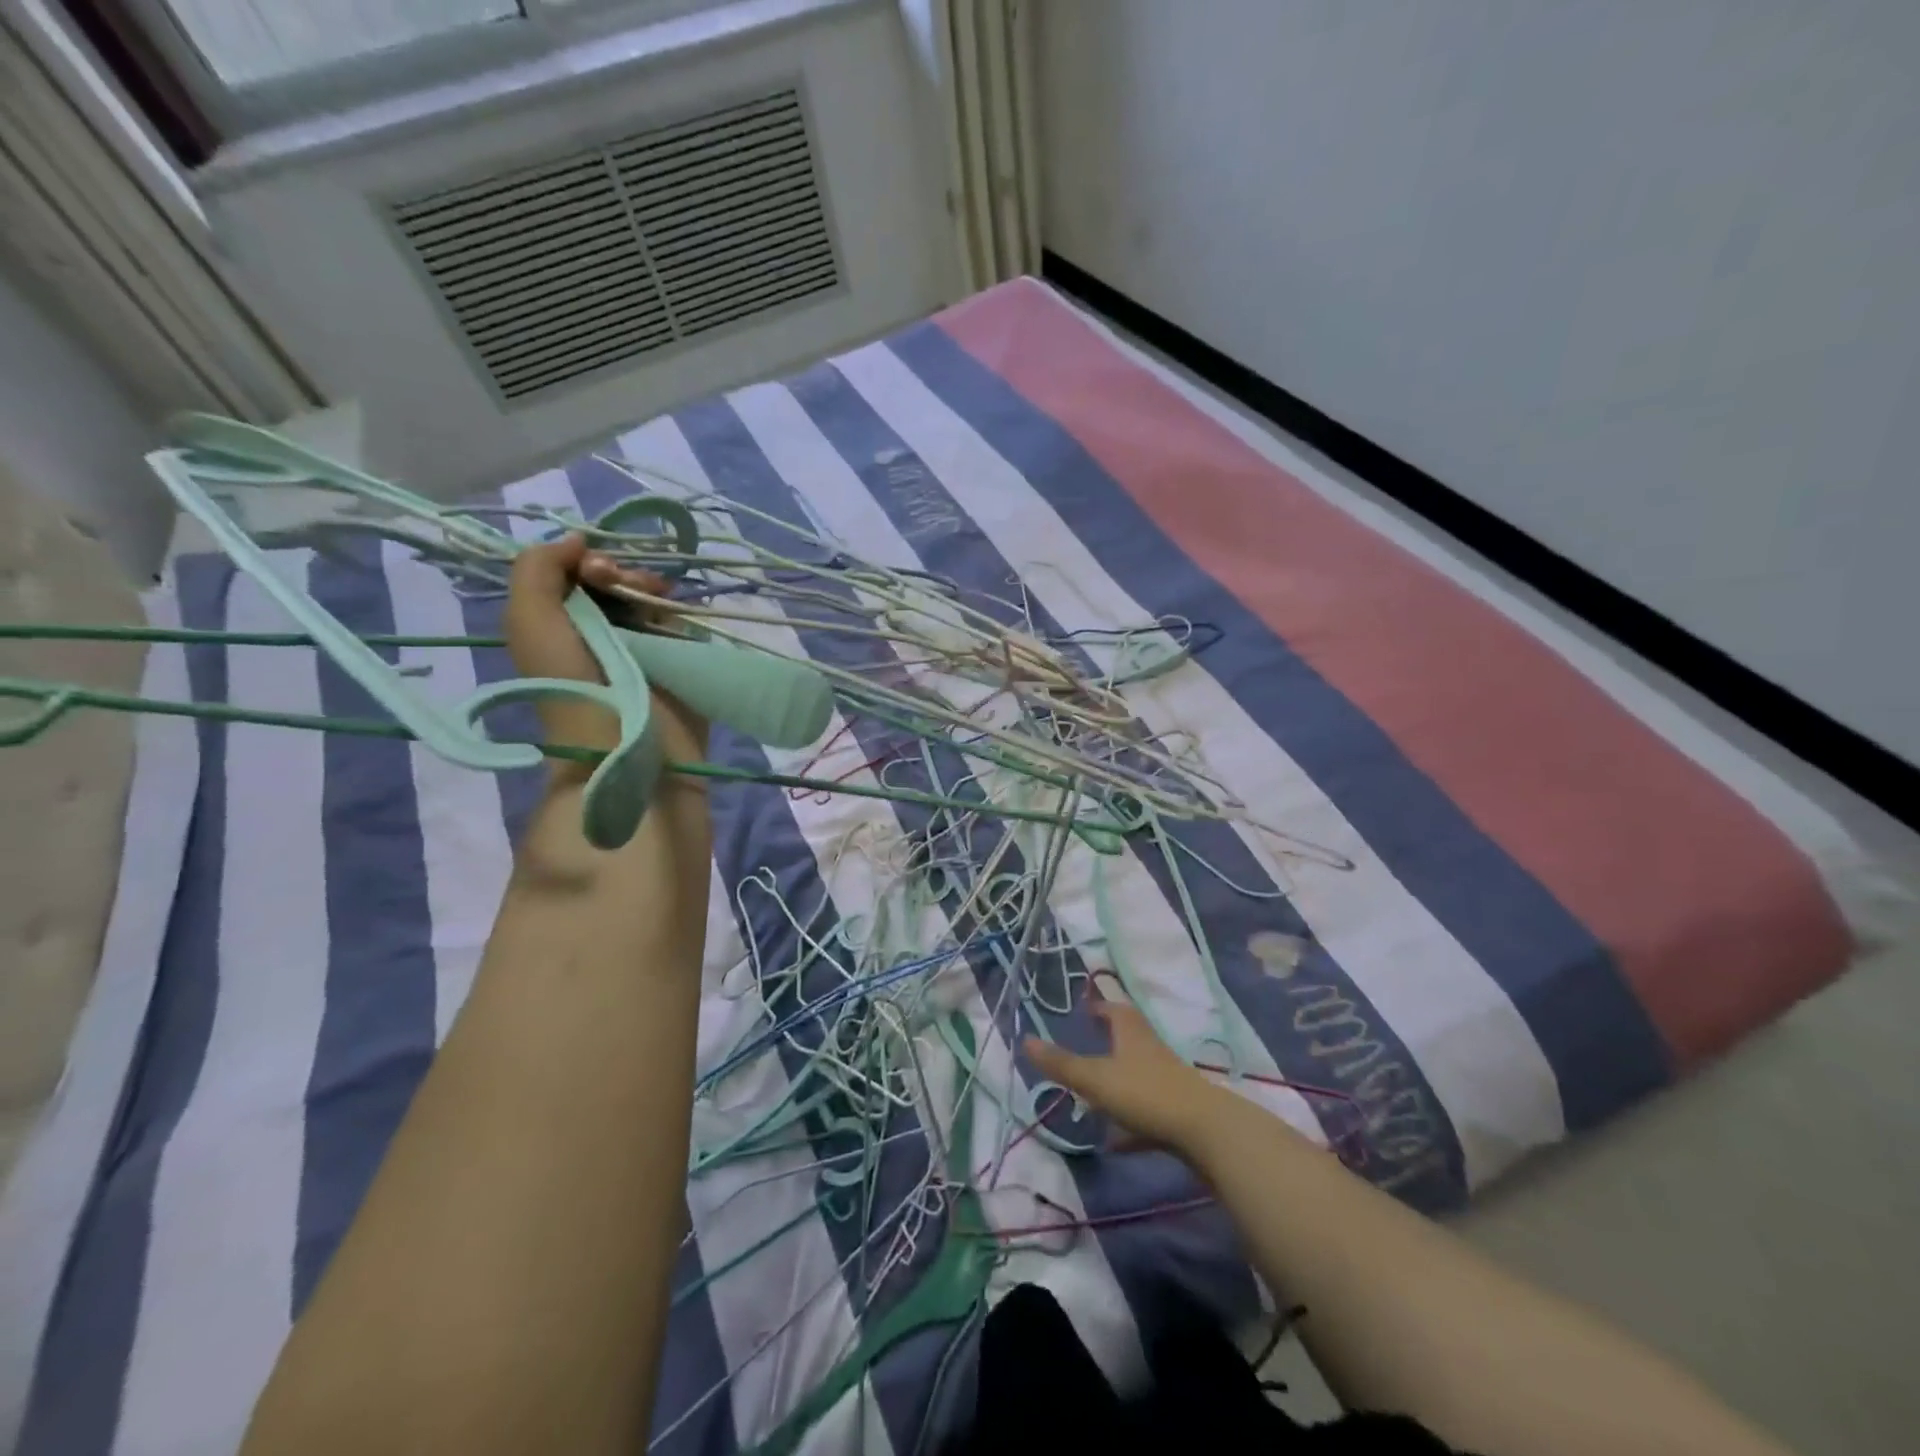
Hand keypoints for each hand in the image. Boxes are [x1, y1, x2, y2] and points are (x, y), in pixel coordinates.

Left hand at [505, 534, 706, 769]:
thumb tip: (579, 541)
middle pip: (619, 581)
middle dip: (622, 571)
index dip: (587, 560)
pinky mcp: (685, 661)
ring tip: (656, 597)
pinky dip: (683, 609)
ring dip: (652, 587)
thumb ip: (537, 568)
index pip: (580, 575)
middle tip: (621, 581)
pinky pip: (687, 620)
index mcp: (565, 624)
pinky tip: (677, 609)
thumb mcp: (529, 619)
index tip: (593, 566)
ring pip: (655, 596)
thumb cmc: (571, 680)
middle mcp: (605, 633)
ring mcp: (648, 648)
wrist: (623, 740)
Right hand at [1023, 999, 1223, 1153]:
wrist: (1205, 1132)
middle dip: (1107, 1042)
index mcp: (1131, 1033)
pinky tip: (1115, 1142)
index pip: (1114, 1010)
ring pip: (1137, 1076)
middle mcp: (1150, 1050)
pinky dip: (1130, 1123)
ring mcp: (1166, 1082)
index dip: (1098, 1007)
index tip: (1084, 1010)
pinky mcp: (1176, 1113)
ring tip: (1092, 1098)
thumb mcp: (1095, 1079)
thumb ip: (1061, 1063)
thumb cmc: (1144, 1094)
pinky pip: (1147, 1112)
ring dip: (1117, 1083)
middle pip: (1128, 1039)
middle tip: (1085, 1048)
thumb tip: (1025, 1040)